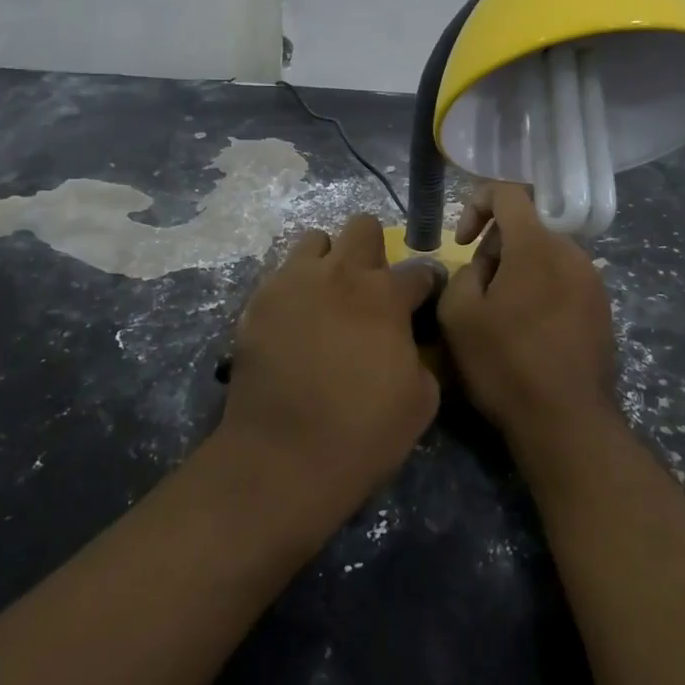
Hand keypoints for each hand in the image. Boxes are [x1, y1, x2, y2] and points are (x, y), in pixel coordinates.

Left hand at [220, 214, 441, 524]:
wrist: (283, 457)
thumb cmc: (363, 432)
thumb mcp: (422, 399)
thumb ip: (420, 354)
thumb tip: (407, 341)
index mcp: (386, 295)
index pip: (419, 271)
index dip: (425, 287)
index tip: (421, 302)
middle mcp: (341, 274)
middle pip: (362, 227)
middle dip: (372, 250)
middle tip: (368, 287)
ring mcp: (294, 281)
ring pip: (314, 240)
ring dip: (327, 261)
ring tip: (325, 296)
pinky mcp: (259, 300)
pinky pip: (280, 275)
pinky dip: (293, 290)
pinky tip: (293, 322)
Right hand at [438, 184, 618, 452]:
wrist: (567, 422)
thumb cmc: (506, 364)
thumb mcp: (458, 315)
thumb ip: (463, 272)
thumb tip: (483, 268)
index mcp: (537, 244)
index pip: (508, 192)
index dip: (476, 204)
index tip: (462, 241)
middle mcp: (572, 251)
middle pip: (527, 225)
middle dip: (496, 246)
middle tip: (478, 288)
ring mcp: (593, 280)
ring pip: (546, 253)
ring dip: (518, 269)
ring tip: (502, 313)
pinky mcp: (602, 307)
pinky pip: (564, 279)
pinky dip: (541, 288)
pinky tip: (529, 330)